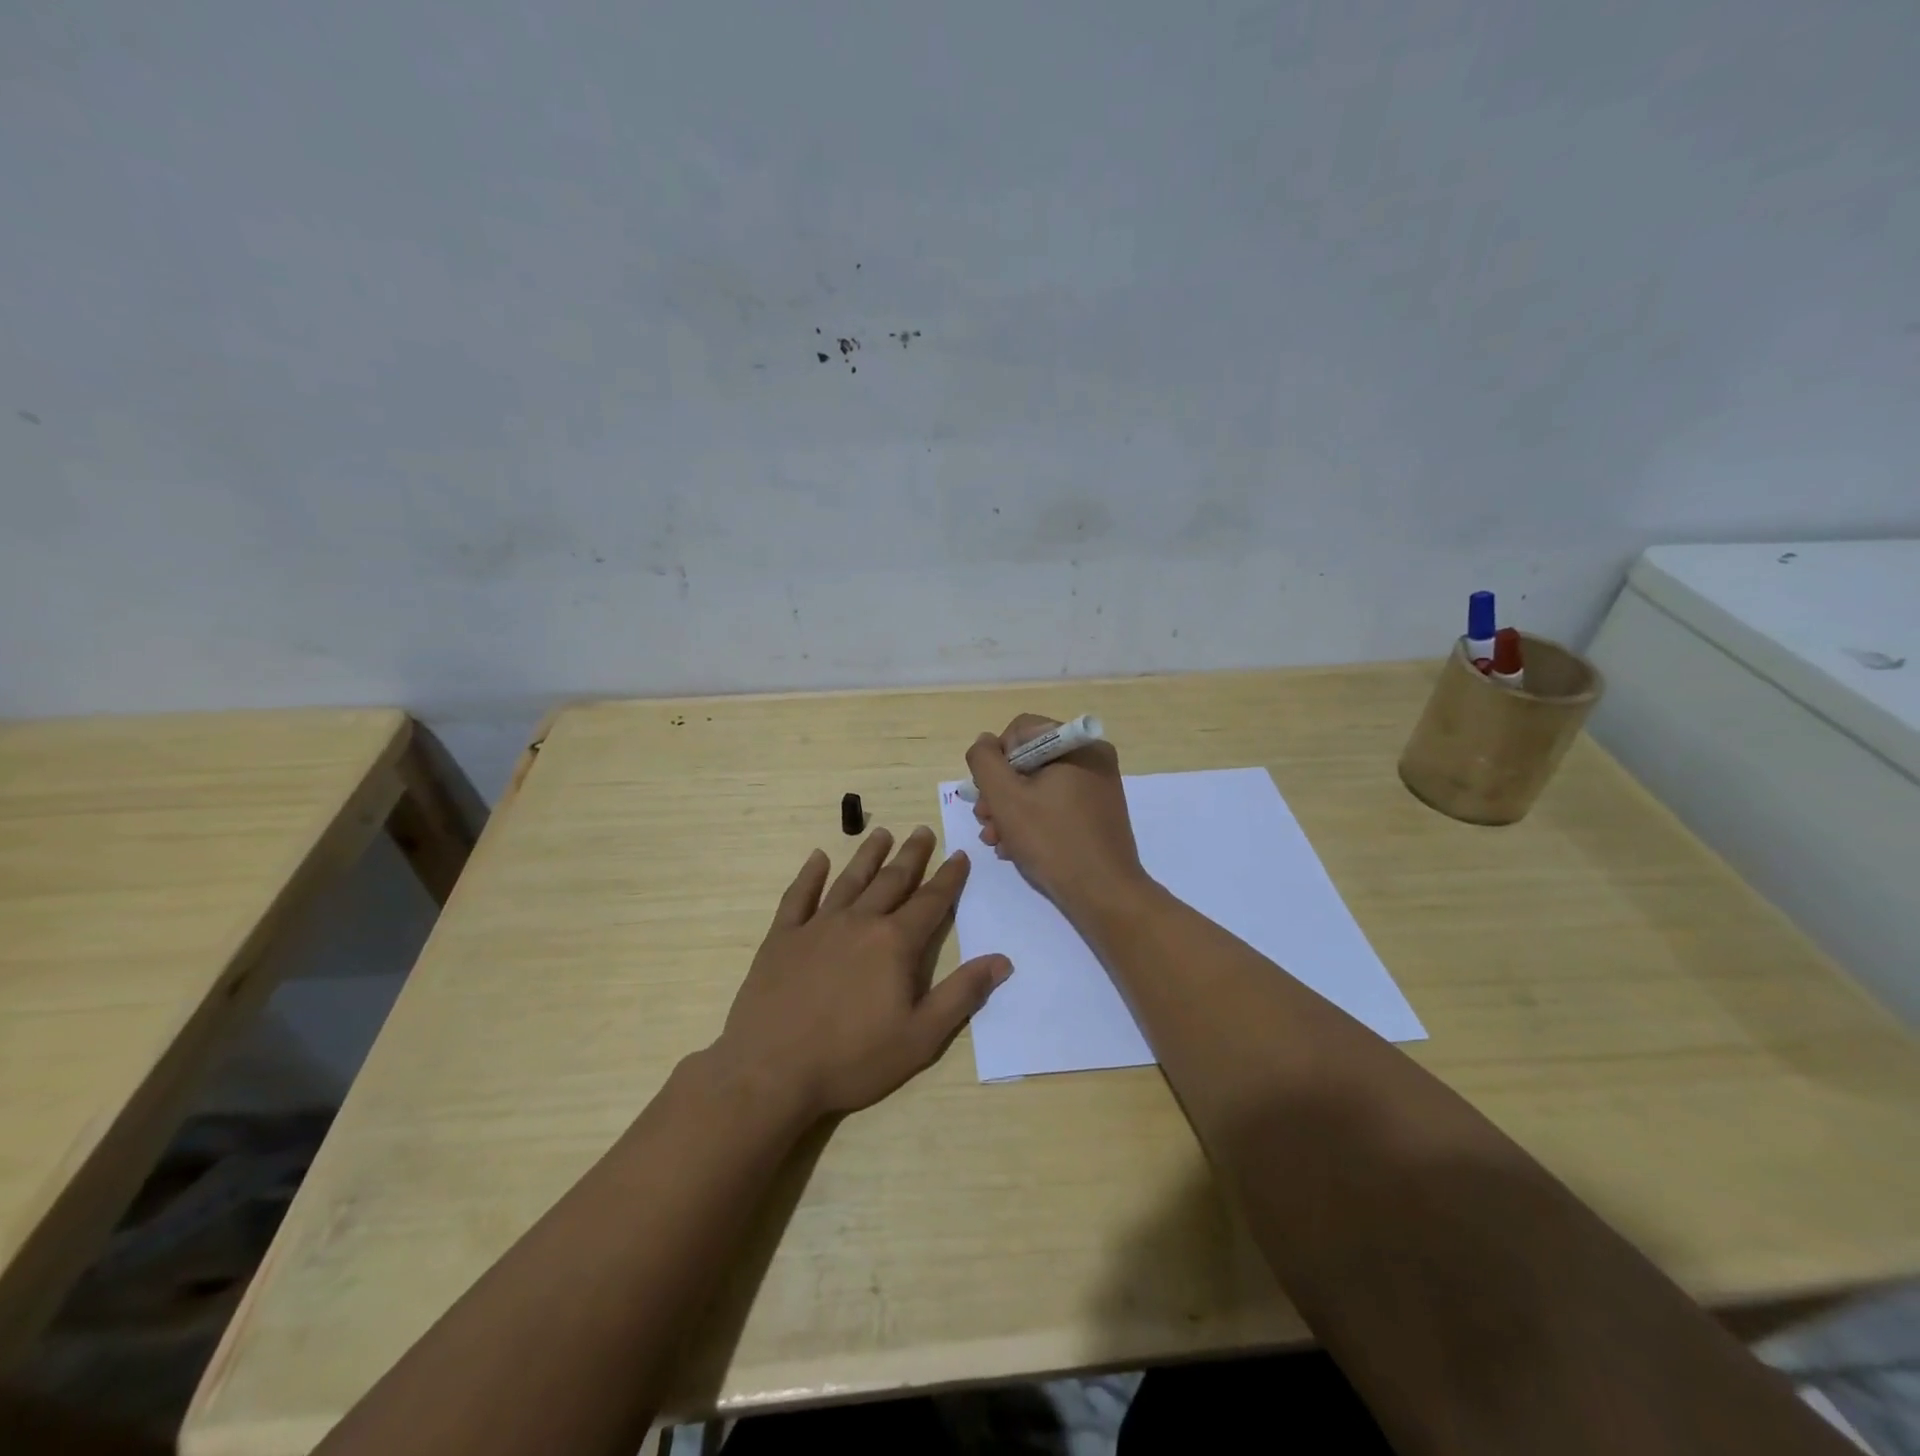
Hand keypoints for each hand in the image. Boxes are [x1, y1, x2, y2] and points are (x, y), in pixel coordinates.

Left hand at [713, 826, 1011, 1118]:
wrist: (771, 1070)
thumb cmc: (852, 1058)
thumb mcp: (920, 1036)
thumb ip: (962, 994)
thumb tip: (1002, 960)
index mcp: (895, 943)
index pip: (930, 902)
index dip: (948, 878)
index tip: (959, 854)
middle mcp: (859, 922)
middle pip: (891, 881)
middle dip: (911, 856)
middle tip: (922, 831)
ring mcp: (817, 926)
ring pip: (849, 880)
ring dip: (868, 855)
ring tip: (881, 833)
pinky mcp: (782, 937)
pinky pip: (798, 896)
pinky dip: (809, 875)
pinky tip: (817, 858)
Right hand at [965, 715, 1149, 921]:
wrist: (1104, 894)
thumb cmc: (1052, 840)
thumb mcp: (1006, 797)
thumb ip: (985, 761)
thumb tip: (984, 743)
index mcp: (1076, 744)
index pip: (1020, 731)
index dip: (995, 760)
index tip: (987, 795)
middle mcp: (1092, 757)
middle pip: (1028, 760)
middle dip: (1000, 791)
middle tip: (985, 821)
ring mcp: (1097, 786)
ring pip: (1039, 785)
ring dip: (1010, 810)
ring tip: (995, 840)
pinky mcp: (1097, 812)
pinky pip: (1056, 803)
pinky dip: (1032, 820)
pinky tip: (1015, 848)